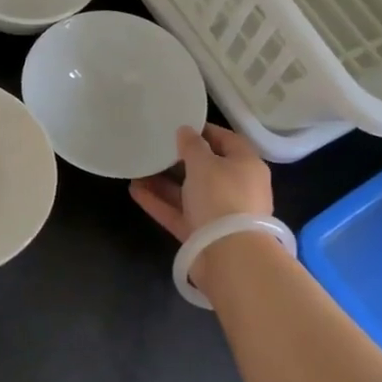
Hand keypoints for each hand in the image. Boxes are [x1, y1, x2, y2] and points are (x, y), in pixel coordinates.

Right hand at [129, 125, 273, 242]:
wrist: (230, 256)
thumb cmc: (222, 197)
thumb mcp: (205, 163)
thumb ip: (192, 145)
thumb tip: (186, 131)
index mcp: (246, 165)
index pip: (227, 140)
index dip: (204, 131)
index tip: (179, 126)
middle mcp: (236, 188)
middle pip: (207, 168)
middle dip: (179, 160)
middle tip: (155, 148)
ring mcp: (219, 214)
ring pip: (189, 193)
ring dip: (164, 182)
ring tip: (138, 169)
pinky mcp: (202, 234)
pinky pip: (179, 213)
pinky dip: (159, 202)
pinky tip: (134, 190)